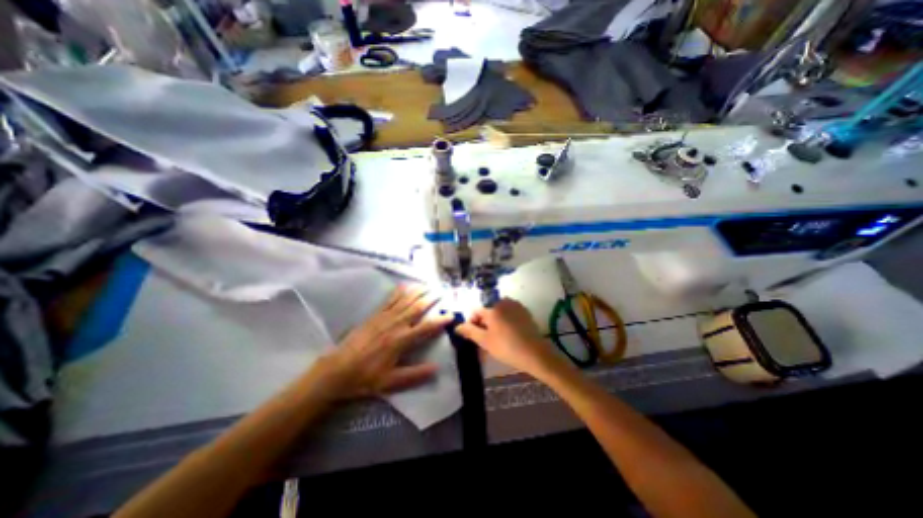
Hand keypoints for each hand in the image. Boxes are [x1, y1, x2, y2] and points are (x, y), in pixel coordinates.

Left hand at [311, 286, 453, 397]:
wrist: (337, 370)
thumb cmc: (365, 377)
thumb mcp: (391, 382)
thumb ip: (414, 375)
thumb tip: (436, 368)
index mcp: (401, 340)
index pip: (426, 327)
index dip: (440, 320)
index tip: (451, 314)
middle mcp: (396, 324)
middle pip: (417, 307)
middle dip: (431, 298)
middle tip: (441, 292)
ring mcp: (384, 317)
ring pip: (405, 299)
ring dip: (418, 291)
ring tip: (428, 285)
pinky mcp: (375, 315)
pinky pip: (390, 299)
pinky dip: (400, 291)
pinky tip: (406, 285)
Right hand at [453, 300, 561, 374]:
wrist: (535, 354)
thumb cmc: (507, 348)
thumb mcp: (485, 341)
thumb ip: (470, 331)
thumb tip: (457, 326)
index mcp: (492, 308)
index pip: (476, 311)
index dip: (472, 323)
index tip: (474, 336)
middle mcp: (503, 302)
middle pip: (487, 310)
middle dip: (484, 323)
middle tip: (486, 339)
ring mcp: (515, 305)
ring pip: (498, 311)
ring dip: (495, 321)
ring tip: (498, 337)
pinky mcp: (524, 311)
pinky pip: (509, 312)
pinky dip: (506, 320)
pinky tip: (509, 333)